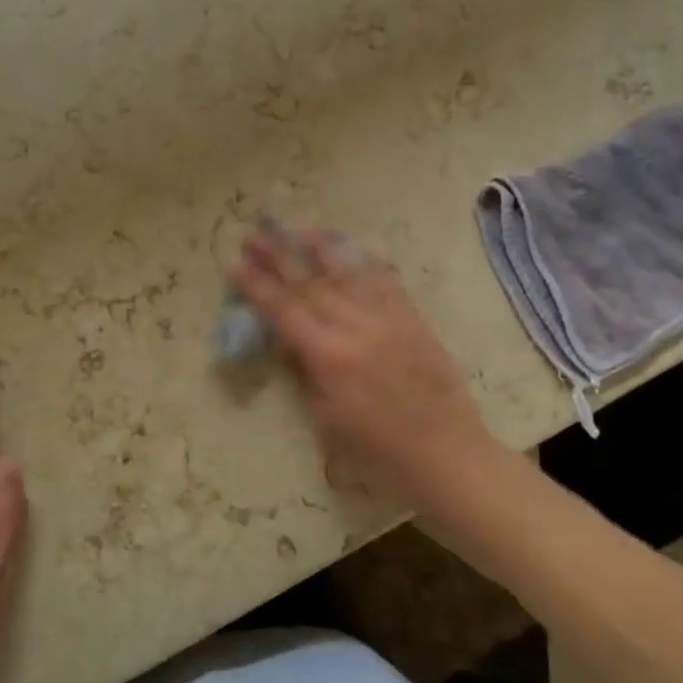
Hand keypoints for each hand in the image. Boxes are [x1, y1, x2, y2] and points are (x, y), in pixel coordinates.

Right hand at [228, 224, 523, 522]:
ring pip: (347, 273)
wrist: (447, 456)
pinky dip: (365, 260)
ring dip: (318, 247)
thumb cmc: (377, 452)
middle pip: (309, 283)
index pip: (283, 310)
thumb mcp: (326, 420)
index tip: (234, 261)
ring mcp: (388, 319)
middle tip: (254, 233)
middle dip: (278, 256)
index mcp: (329, 357)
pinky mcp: (413, 320)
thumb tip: (287, 339)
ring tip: (296, 226)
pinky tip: (351, 245)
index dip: (256, 284)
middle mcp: (356, 328)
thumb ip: (305, 373)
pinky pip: (386, 281)